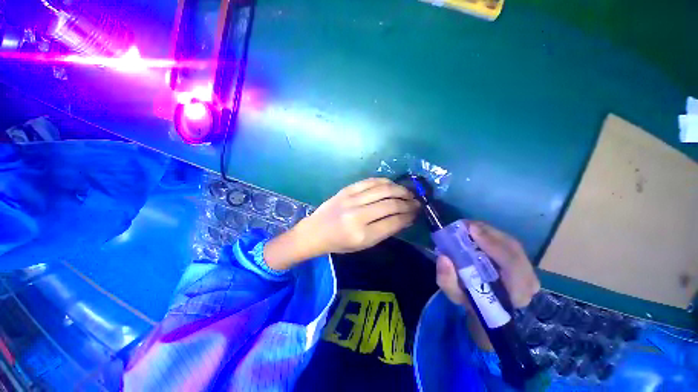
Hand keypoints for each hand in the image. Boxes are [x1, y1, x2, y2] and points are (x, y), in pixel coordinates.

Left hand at [302, 177, 419, 253]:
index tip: (417, 213)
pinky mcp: (346, 190)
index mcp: (363, 235)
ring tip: (408, 192)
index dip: (409, 216)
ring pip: (383, 190)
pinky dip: (384, 181)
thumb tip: (405, 218)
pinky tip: (392, 184)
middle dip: (408, 203)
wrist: (315, 231)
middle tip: (417, 202)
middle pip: (391, 204)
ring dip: (400, 190)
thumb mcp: (363, 245)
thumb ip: (385, 231)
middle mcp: (358, 216)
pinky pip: (370, 181)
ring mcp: (351, 200)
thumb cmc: (339, 243)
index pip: (393, 222)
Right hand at [435, 221, 539, 348]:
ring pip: (510, 244)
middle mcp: (528, 281)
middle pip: (514, 249)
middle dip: (487, 233)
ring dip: (488, 232)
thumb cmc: (472, 303)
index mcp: (515, 294)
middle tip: (464, 225)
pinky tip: (476, 232)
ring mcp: (529, 271)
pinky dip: (490, 235)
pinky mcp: (523, 264)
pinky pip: (508, 243)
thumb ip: (448, 280)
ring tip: (467, 227)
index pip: (513, 267)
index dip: (493, 245)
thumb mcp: (456, 296)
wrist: (490, 310)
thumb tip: (443, 257)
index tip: (471, 230)